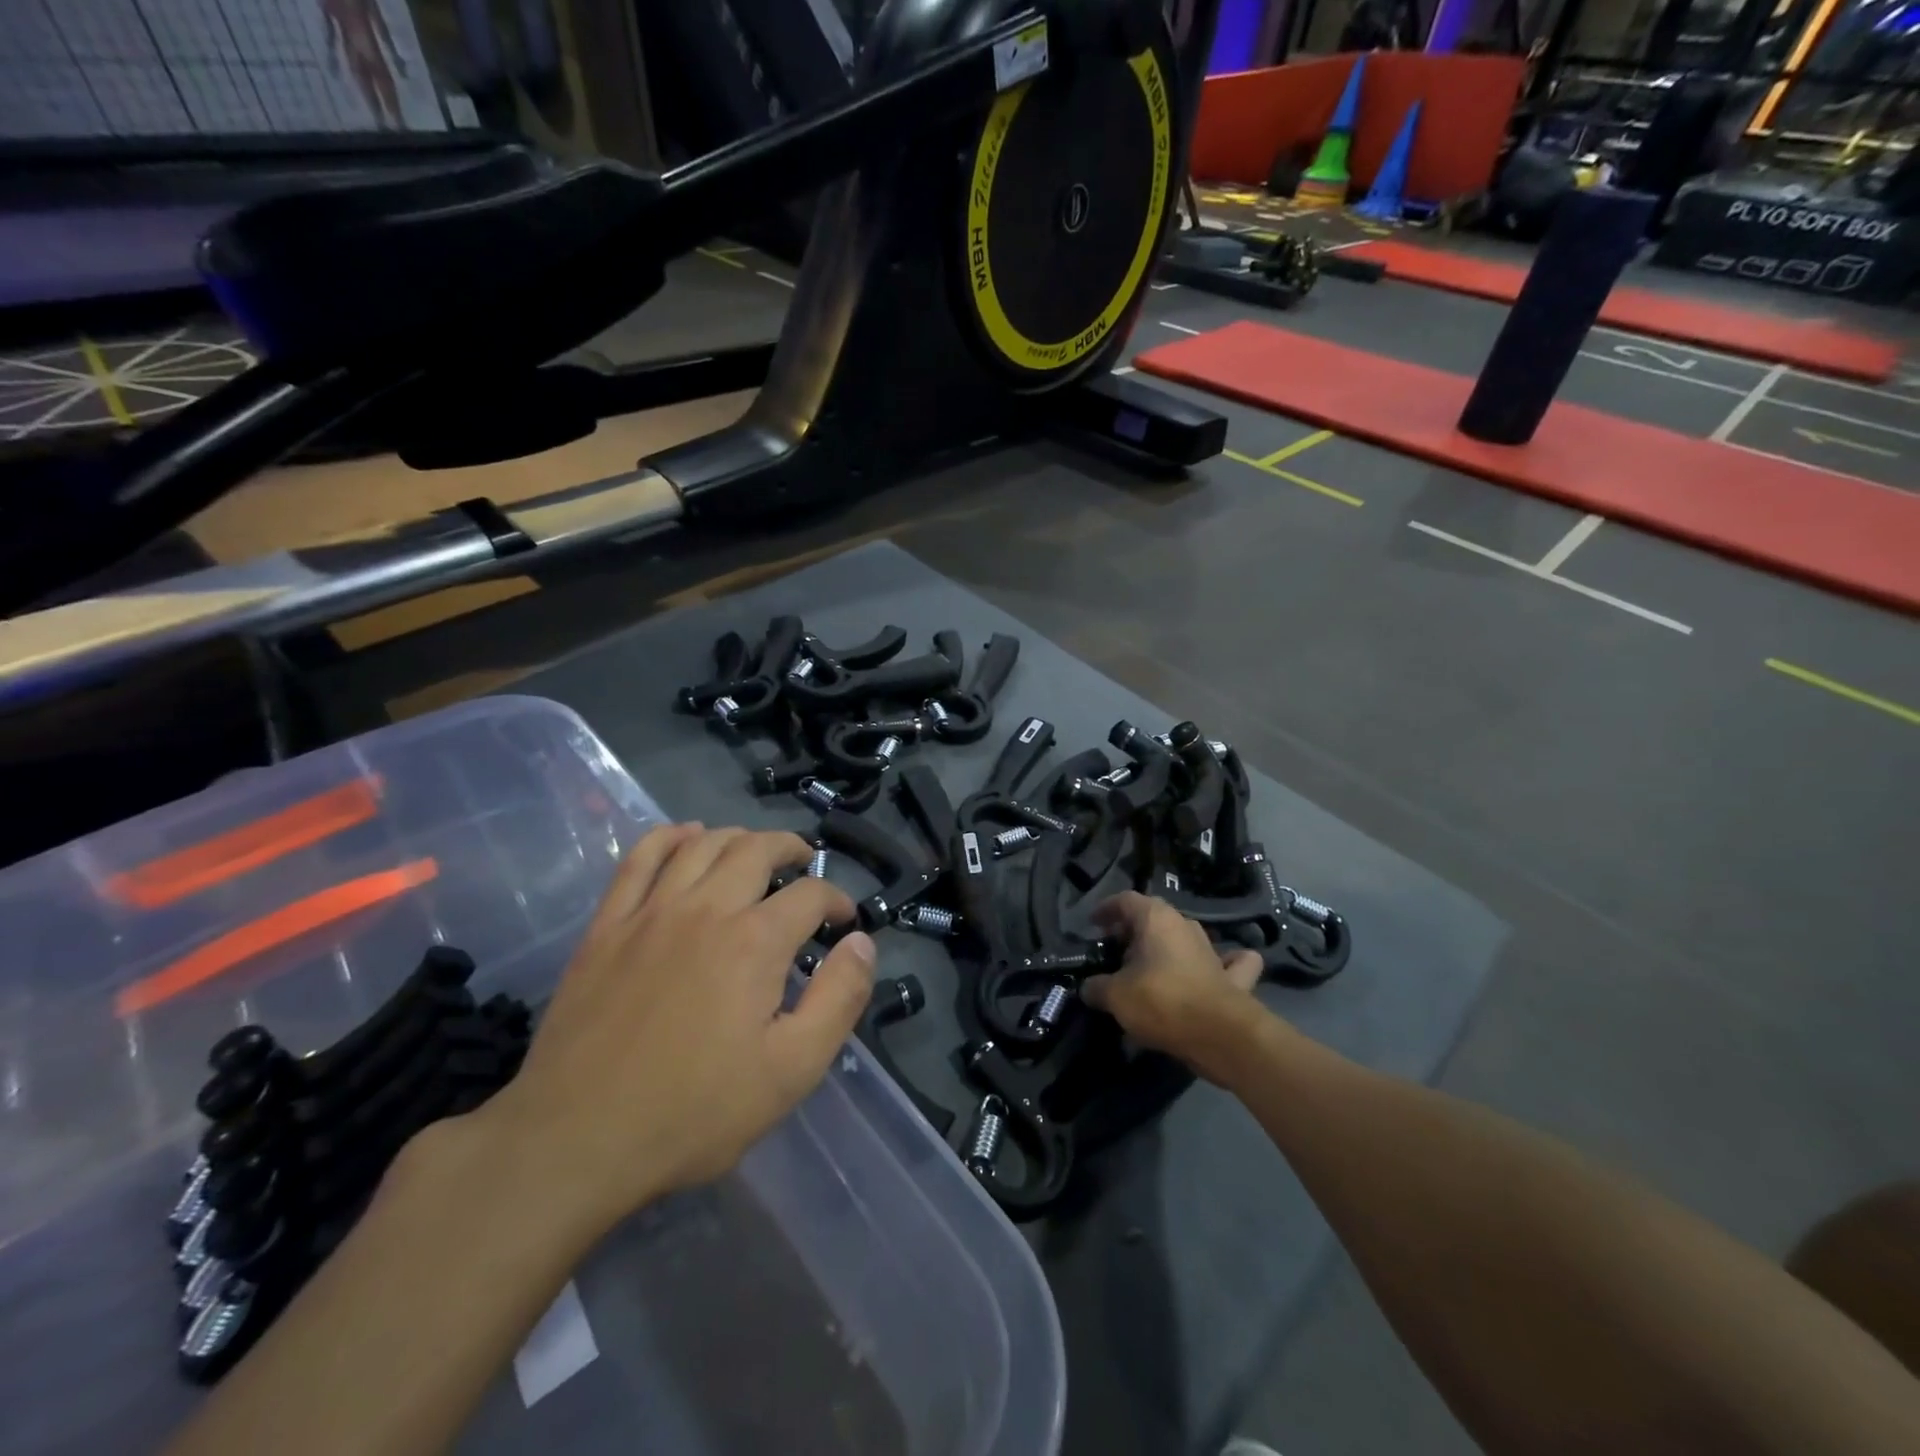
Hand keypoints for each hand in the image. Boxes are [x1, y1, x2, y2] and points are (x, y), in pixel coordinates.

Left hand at [479, 825, 874, 1239]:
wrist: (575, 1140)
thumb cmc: (694, 1111)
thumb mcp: (792, 1070)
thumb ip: (838, 999)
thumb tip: (862, 943)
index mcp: (754, 941)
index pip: (810, 894)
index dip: (836, 900)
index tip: (844, 921)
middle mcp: (705, 908)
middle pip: (757, 849)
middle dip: (791, 848)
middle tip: (805, 864)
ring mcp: (650, 912)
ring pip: (702, 844)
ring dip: (739, 836)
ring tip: (756, 850)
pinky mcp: (607, 926)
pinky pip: (640, 858)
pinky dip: (670, 836)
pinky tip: (686, 836)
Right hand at [1081, 891, 1264, 1082]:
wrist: (1222, 1036)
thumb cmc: (1162, 1002)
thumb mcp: (1116, 996)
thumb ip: (1097, 987)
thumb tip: (1088, 988)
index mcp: (1156, 919)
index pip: (1125, 900)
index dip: (1106, 909)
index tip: (1093, 924)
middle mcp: (1185, 926)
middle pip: (1154, 918)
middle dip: (1132, 932)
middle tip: (1114, 954)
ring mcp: (1213, 949)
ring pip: (1184, 938)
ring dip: (1167, 948)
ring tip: (1148, 969)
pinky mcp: (1234, 977)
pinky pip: (1229, 962)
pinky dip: (1221, 963)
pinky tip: (1216, 969)